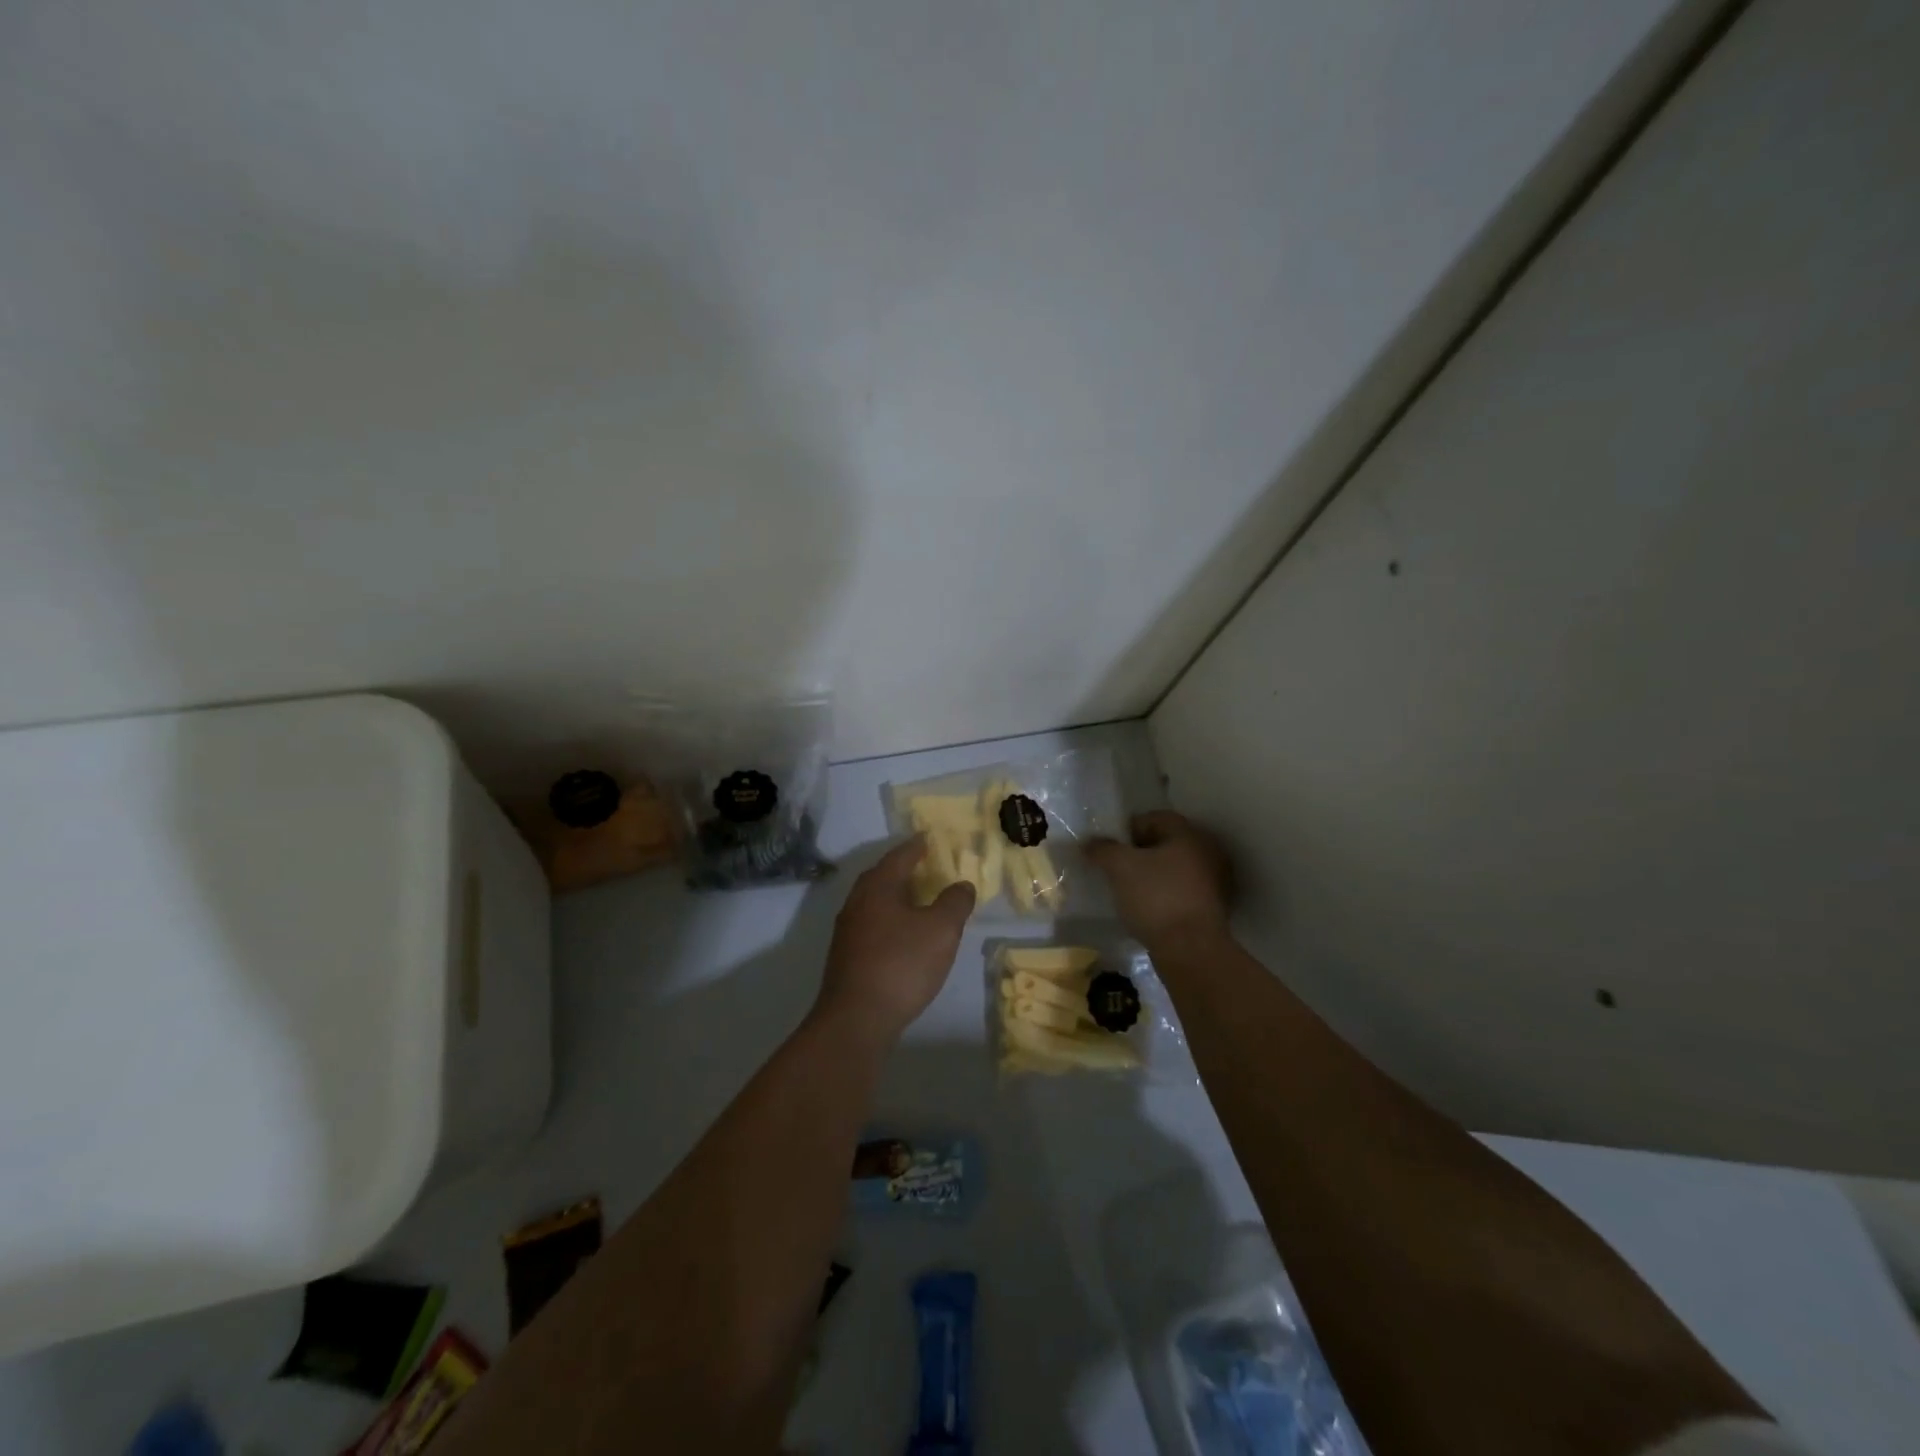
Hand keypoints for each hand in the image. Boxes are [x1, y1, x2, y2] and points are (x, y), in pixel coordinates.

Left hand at [813, 835, 975, 1044]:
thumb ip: (955, 902)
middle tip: (926, 866)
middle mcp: (857, 901)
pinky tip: (903, 935)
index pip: (900, 856)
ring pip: (874, 901)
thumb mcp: (941, 930)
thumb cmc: (901, 964)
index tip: (929, 838)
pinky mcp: (846, 956)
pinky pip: (872, 924)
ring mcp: (847, 930)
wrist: (856, 1018)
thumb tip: (962, 884)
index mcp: (878, 887)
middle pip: (882, 876)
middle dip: (904, 869)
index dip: (917, 846)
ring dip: (896, 896)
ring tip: (919, 899)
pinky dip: (890, 919)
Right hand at [1086, 810, 1231, 947]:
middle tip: (1117, 868)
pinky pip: (1182, 891)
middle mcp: (1207, 851)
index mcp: (1189, 834)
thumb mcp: (1120, 867)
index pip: (1154, 818)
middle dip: (1140, 853)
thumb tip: (1089, 842)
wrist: (1191, 950)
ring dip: (1153, 875)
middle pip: (1166, 842)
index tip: (1110, 849)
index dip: (1128, 829)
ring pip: (1175, 868)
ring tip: (1130, 890)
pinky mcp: (1213, 908)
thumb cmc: (1156, 897)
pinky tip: (1148, 908)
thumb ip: (1102, 849)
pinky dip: (1165, 894)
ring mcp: (1215, 881)